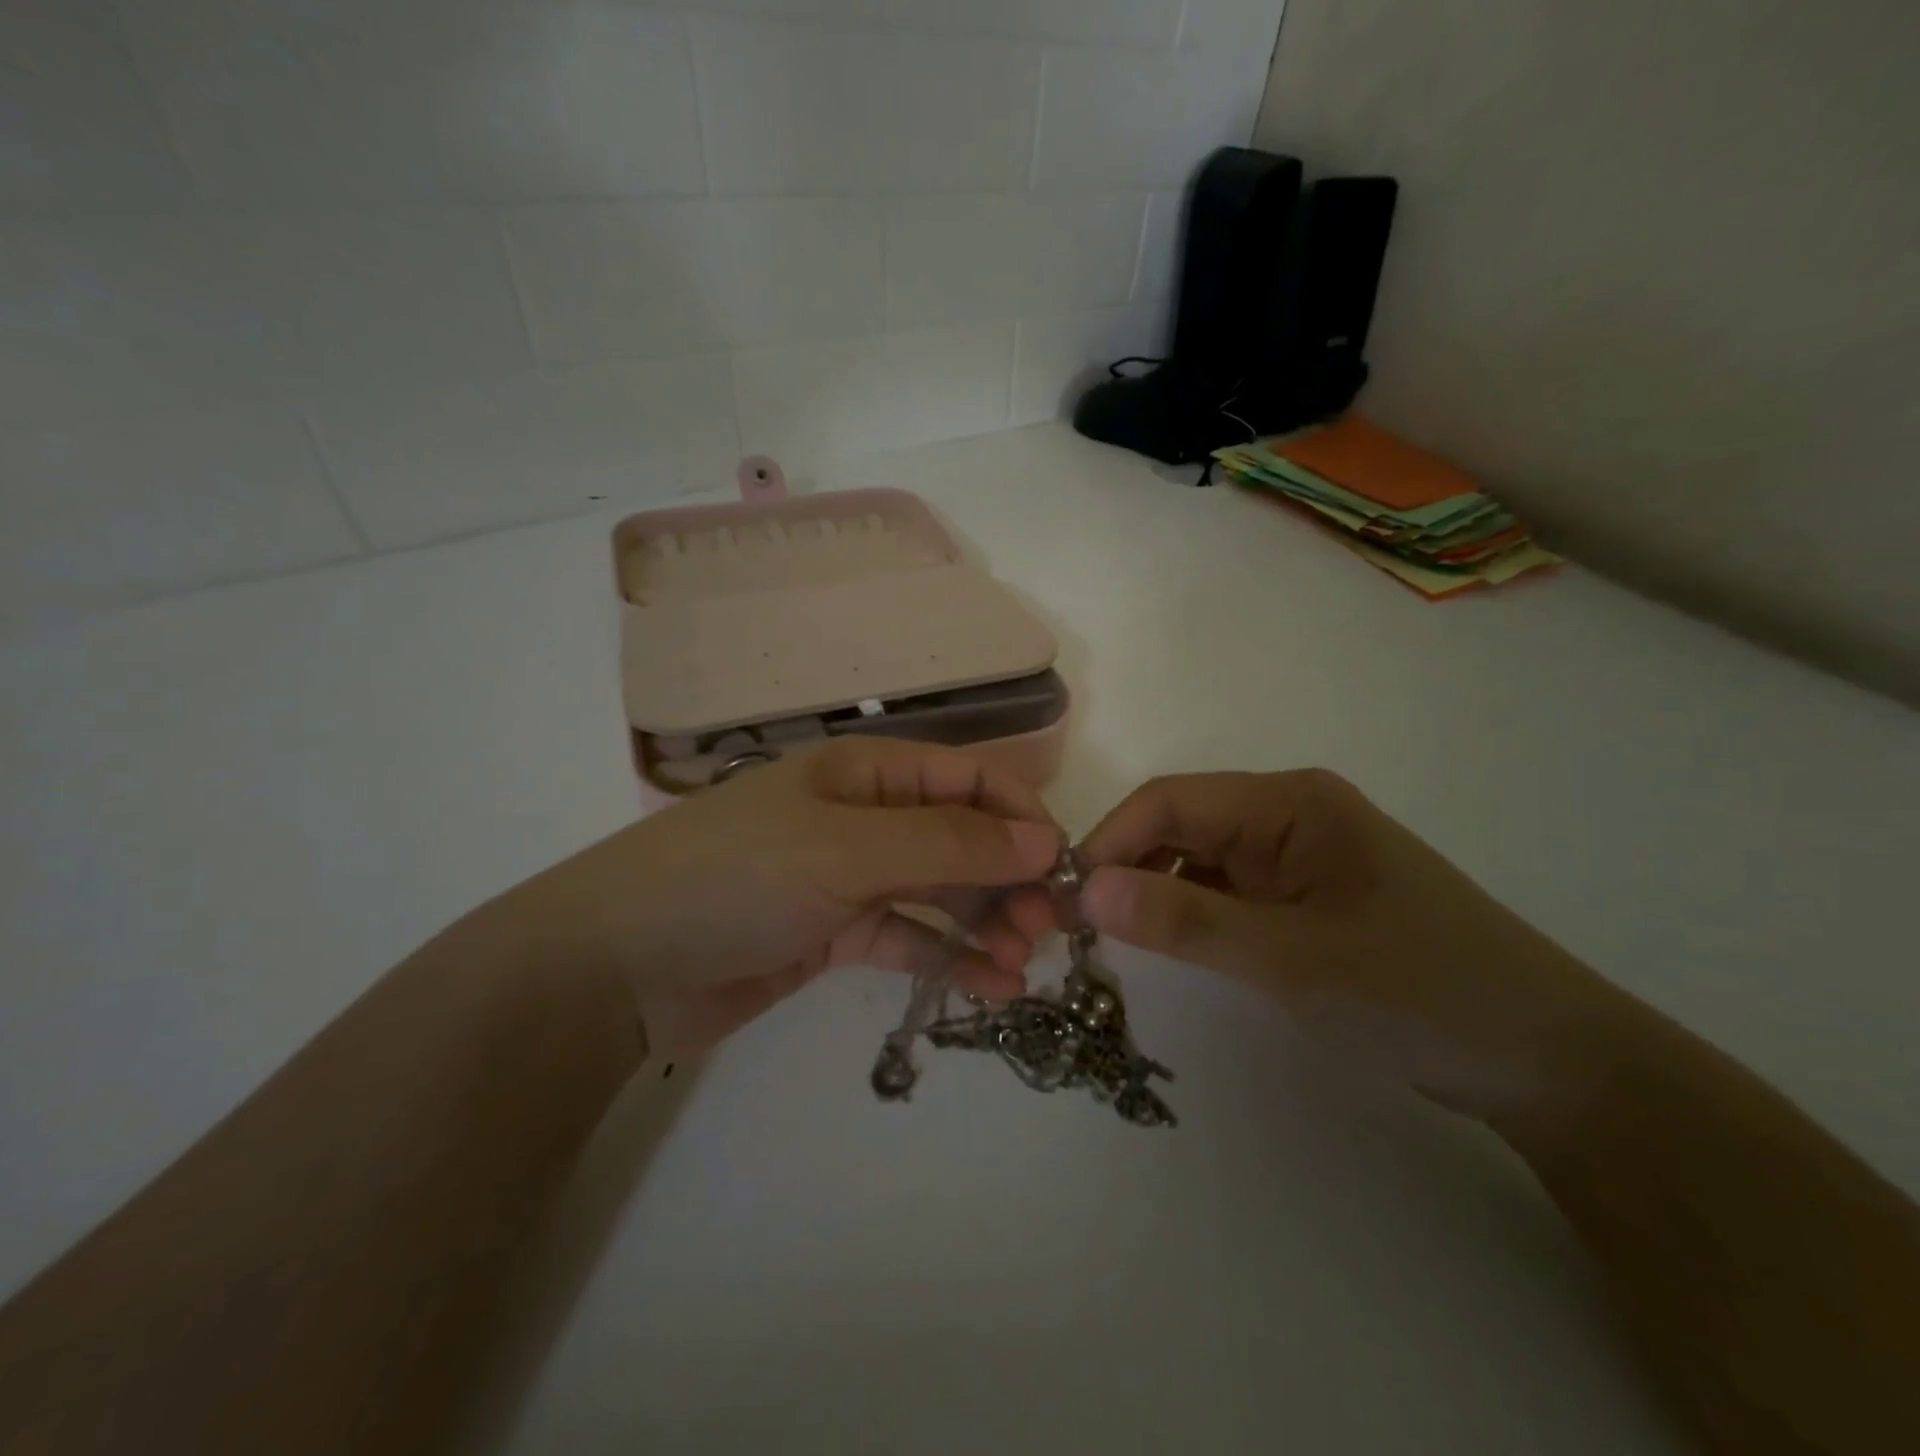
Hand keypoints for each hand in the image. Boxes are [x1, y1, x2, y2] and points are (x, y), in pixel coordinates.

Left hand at [490, 739, 1062, 1059]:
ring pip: (939, 891)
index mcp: (866, 773)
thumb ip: (947, 846)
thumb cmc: (736, 878)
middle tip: (1044, 930)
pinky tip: (987, 988)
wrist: (616, 965)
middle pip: (958, 837)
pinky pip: (907, 937)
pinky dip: (947, 958)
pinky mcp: (834, 931)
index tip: (1060, 867)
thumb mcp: (846, 851)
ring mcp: (848, 876)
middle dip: (1007, 878)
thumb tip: (1042, 842)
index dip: (1018, 815)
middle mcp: (864, 817)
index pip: (966, 778)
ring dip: (985, 922)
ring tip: (1021, 966)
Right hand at [1074, 770, 1624, 1117]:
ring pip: (1197, 860)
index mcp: (1289, 802)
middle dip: (1124, 867)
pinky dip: (1187, 913)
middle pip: (1180, 825)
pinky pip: (1224, 892)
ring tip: (1109, 939)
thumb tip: (1084, 889)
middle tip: (1074, 927)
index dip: (1111, 841)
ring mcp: (1295, 858)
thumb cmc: (1421, 990)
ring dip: (1151, 891)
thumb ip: (1185, 921)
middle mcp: (1287, 816)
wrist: (1547, 1060)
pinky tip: (1166, 944)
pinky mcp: (1302, 898)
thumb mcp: (1293, 958)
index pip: (1171, 801)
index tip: (1065, 897)